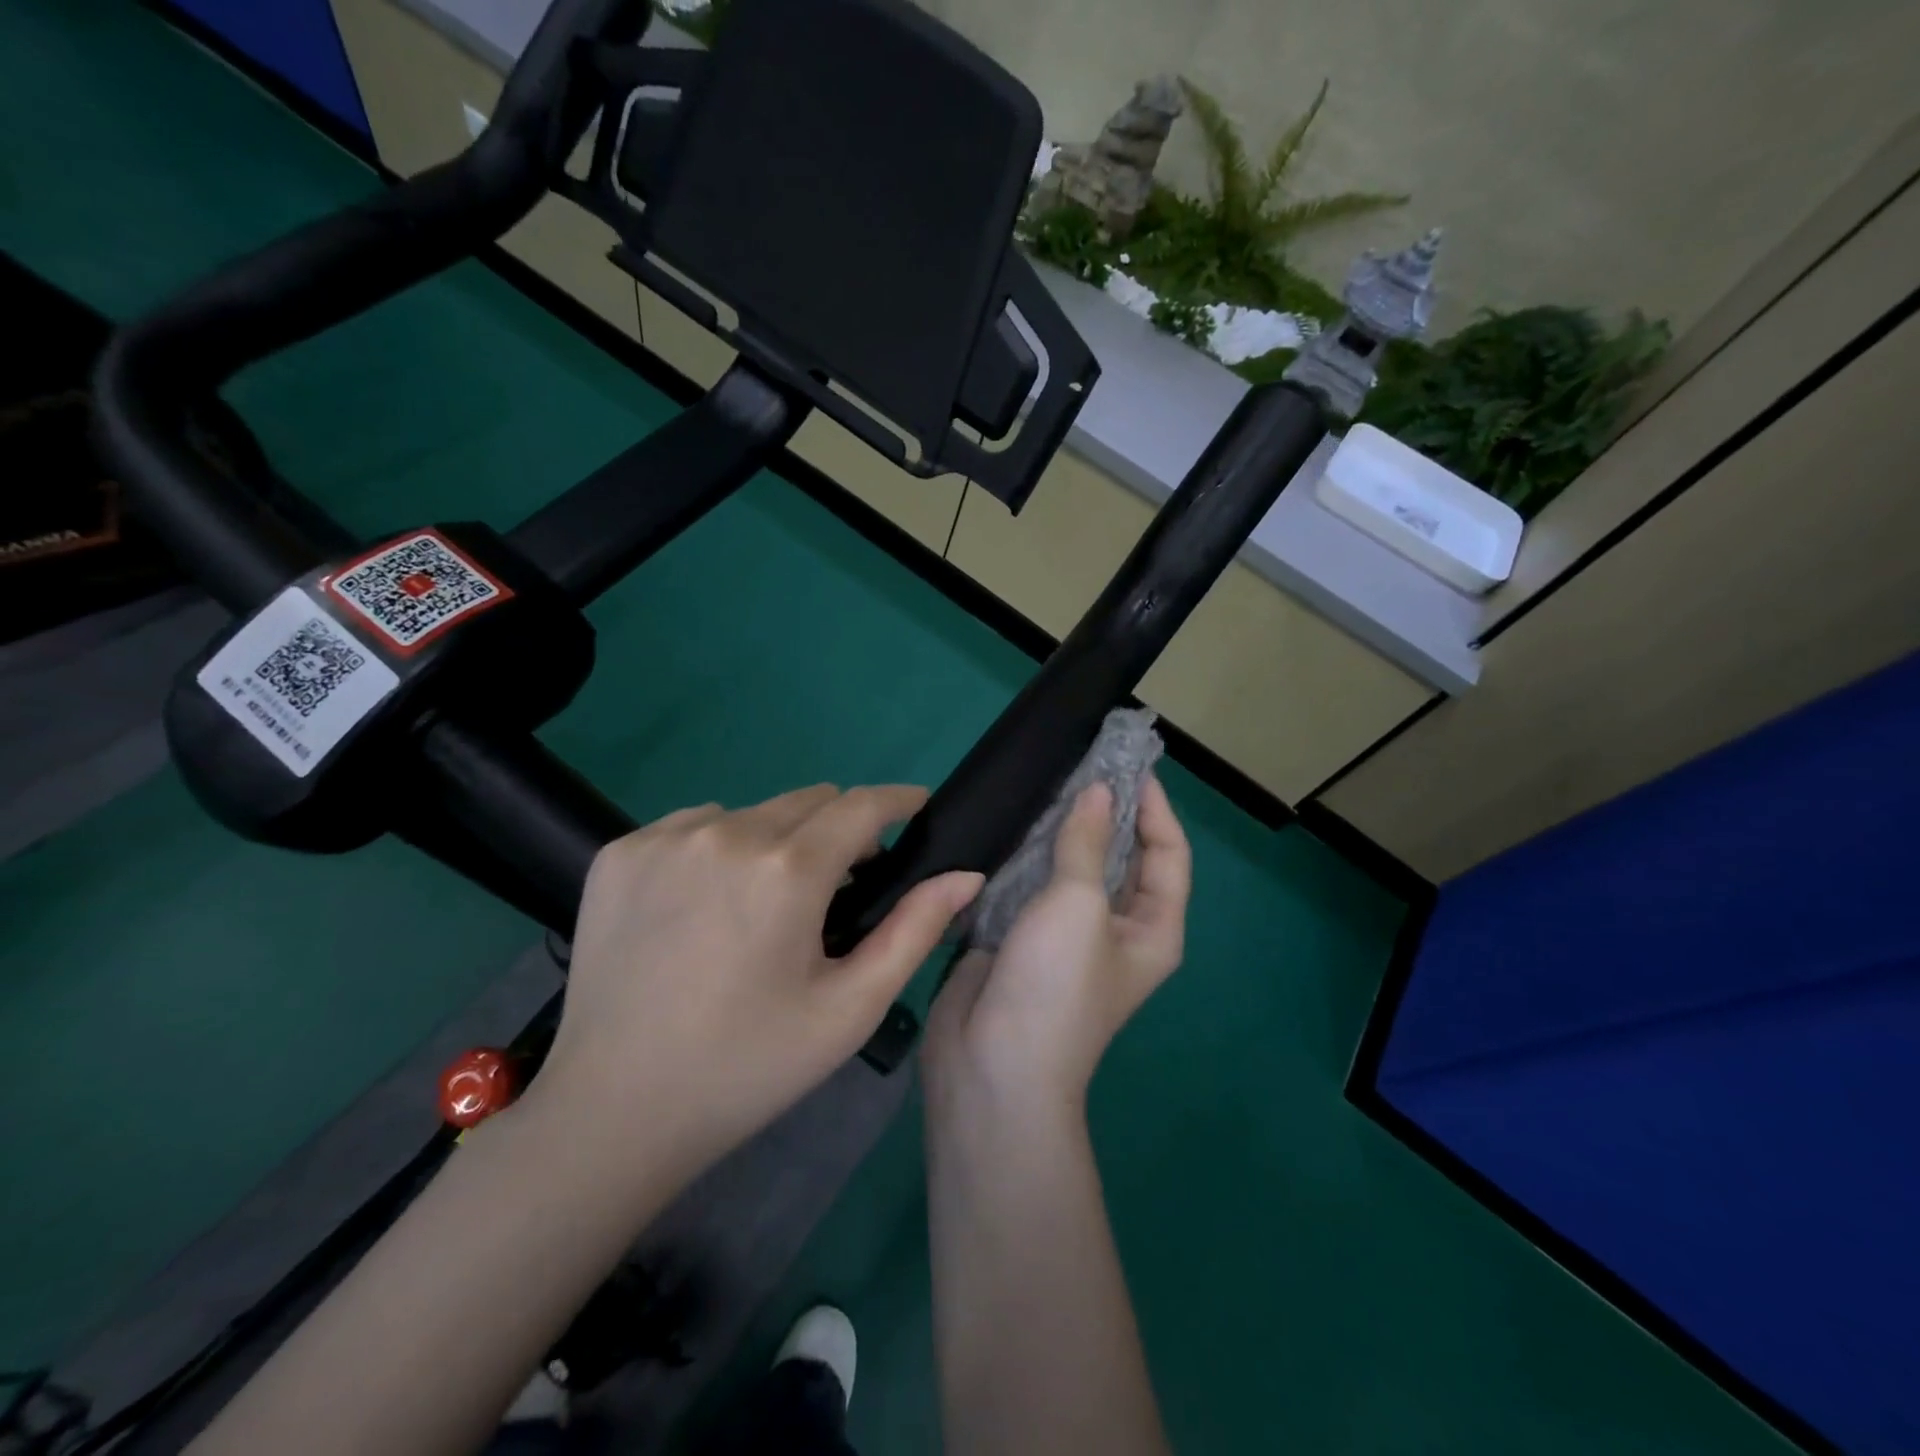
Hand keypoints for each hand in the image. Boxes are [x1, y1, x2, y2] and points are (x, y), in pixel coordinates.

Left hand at [529, 785, 983, 1185]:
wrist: (613, 1112)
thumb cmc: (748, 1066)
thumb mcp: (848, 1009)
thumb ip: (914, 931)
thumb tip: (966, 874)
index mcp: (787, 871)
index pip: (861, 804)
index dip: (898, 800)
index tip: (916, 808)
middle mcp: (726, 834)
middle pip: (809, 802)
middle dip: (838, 831)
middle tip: (838, 888)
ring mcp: (664, 839)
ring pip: (752, 813)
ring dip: (776, 841)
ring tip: (764, 905)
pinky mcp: (620, 852)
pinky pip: (694, 826)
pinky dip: (718, 849)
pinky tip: (705, 906)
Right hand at [924, 775, 1190, 1114]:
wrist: (991, 1066)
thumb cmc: (1055, 985)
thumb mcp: (1079, 906)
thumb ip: (1086, 843)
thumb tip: (1097, 791)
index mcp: (1152, 927)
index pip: (1168, 853)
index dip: (1154, 807)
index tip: (1128, 763)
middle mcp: (1115, 929)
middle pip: (1120, 857)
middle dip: (1105, 811)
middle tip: (1080, 762)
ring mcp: (1064, 933)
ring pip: (1071, 867)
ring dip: (1062, 829)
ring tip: (1044, 782)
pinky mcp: (1020, 936)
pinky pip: (1030, 883)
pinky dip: (1024, 853)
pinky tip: (1008, 821)